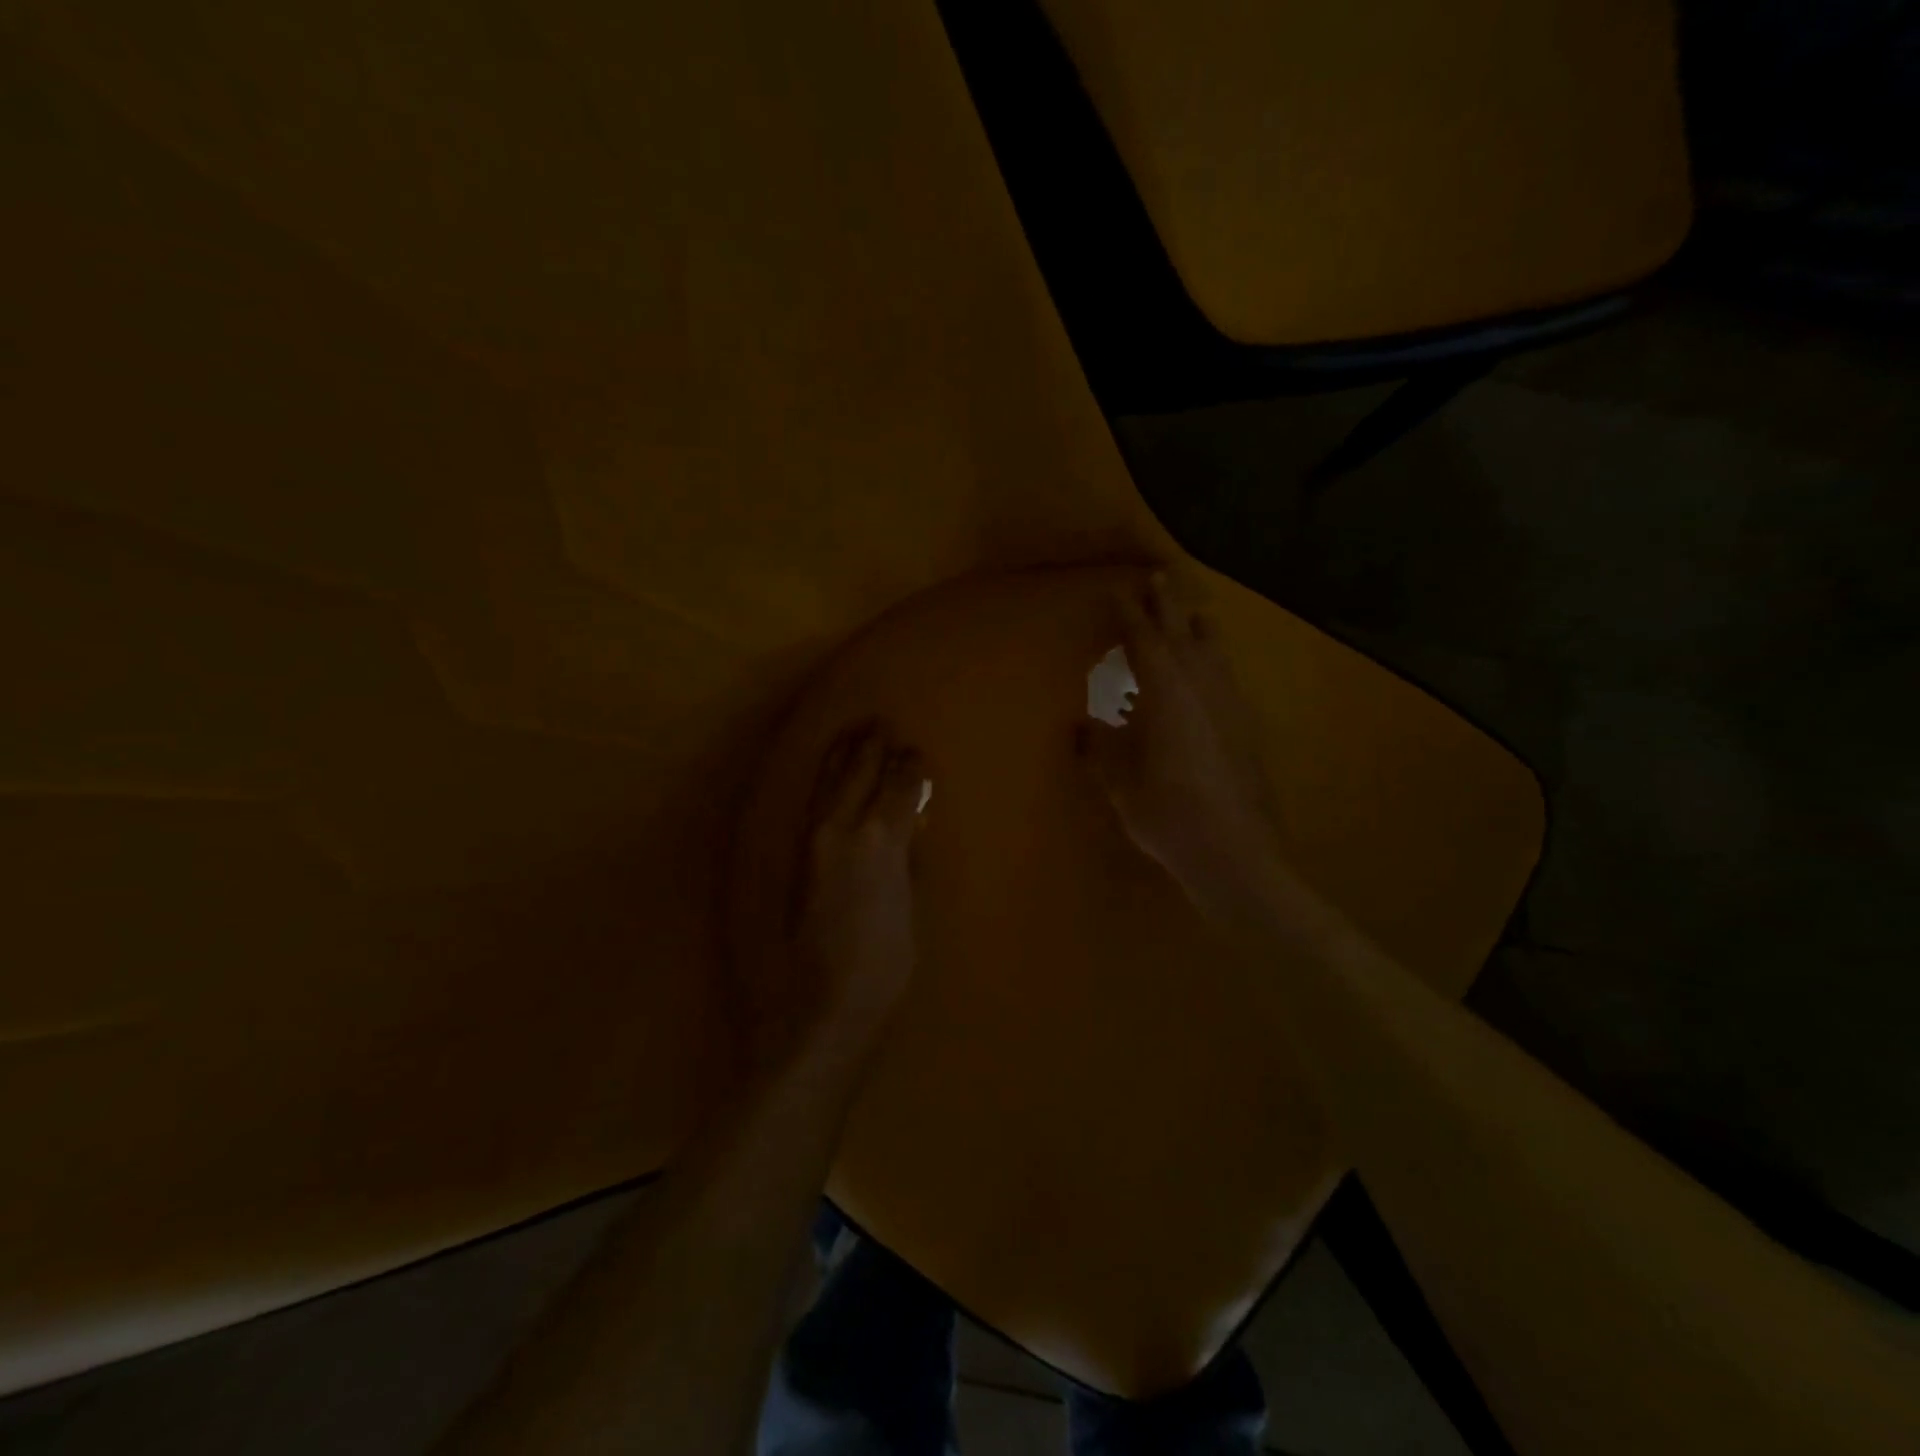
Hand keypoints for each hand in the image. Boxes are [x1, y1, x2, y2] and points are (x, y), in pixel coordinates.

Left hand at [776, 721, 927, 1060]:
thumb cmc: (881, 970)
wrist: (817, 1008)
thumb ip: (909, 864)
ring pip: (827, 783)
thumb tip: (911, 828)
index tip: (917, 753)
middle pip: (859, 774)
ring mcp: (812, 843)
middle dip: (873, 747)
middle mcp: (842, 830)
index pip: (900, 788)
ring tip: (853, 734)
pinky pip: (812, 805)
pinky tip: (827, 776)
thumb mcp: (910, 914)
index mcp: (881, 841)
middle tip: (882, 724)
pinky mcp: (795, 860)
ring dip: (842, 756)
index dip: (911, 768)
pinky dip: (824, 782)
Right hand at [1077, 570, 1286, 922]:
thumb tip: (1083, 724)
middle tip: (1159, 578)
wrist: (1235, 852)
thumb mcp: (1119, 781)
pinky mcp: (1247, 727)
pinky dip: (1212, 663)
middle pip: (1184, 633)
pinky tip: (1208, 676)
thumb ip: (1099, 746)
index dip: (1129, 614)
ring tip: (1192, 614)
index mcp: (1166, 691)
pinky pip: (1225, 678)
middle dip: (1169, 605)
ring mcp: (1230, 705)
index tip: (1118, 590)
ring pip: (1214, 652)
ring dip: (1198, 629)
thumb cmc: (1166, 813)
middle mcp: (1202, 686)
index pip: (1144, 640)